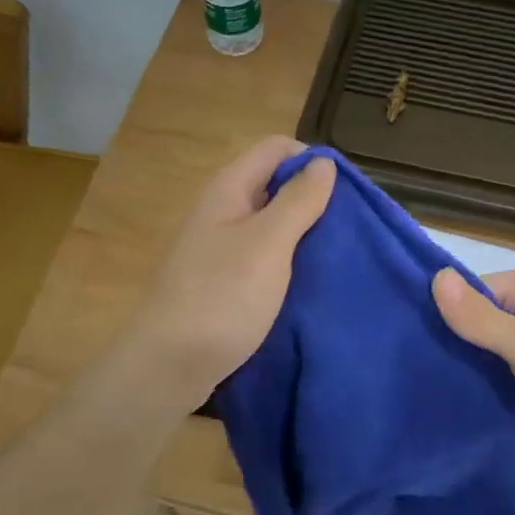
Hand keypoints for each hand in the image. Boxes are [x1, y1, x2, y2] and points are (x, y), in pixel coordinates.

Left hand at [120, 137, 336, 409]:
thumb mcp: (269, 244)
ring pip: (269, 226)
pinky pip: (260, 259)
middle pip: (273, 186)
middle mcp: (220, 212)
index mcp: (229, 189)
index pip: (276, 149)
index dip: (312, 161)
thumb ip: (298, 201)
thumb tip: (323, 162)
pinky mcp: (220, 283)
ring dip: (301, 236)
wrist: (169, 365)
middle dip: (312, 201)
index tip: (345, 195)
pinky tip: (306, 284)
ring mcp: (217, 249)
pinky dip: (285, 264)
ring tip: (334, 258)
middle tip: (346, 230)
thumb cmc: (221, 297)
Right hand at [432, 265, 514, 459]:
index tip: (423, 345)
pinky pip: (508, 360)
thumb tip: (435, 276)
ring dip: (473, 358)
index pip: (471, 291)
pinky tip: (470, 389)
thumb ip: (479, 316)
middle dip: (459, 338)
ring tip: (441, 378)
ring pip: (493, 339)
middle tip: (427, 366)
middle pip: (481, 314)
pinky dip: (492, 372)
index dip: (447, 316)